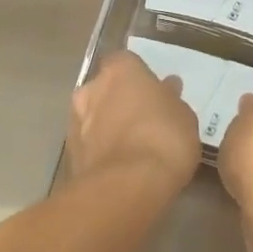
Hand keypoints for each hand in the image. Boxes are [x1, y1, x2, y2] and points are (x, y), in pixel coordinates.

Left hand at [65, 51, 201, 192]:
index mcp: (120, 69)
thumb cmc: (163, 138)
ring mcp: (76, 123)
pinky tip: (118, 168)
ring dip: (105, 128)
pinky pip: (88, 147)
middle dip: (117, 101)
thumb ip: (171, 99)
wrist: (127, 188)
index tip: (150, 91)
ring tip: (129, 148)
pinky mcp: (69, 157)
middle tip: (139, 119)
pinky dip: (99, 153)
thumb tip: (167, 88)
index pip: (125, 62)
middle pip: (104, 88)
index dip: (137, 77)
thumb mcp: (183, 115)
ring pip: (91, 118)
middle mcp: (92, 88)